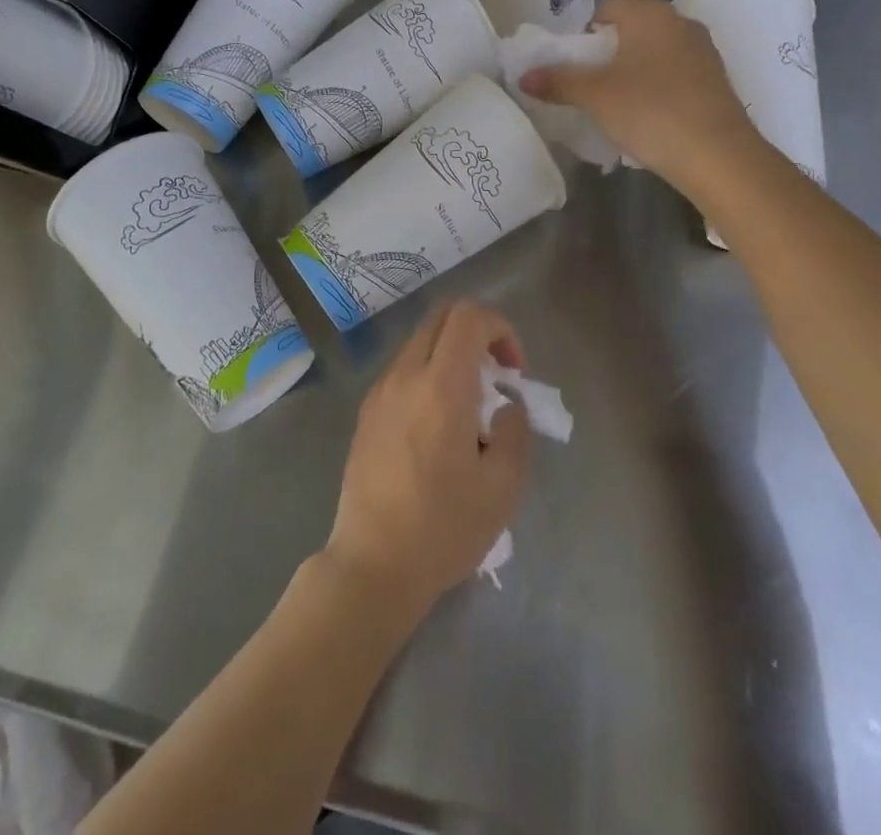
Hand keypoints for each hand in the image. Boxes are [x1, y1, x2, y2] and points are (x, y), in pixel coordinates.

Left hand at [326, 300, 530, 617]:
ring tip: (469, 406)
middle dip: (477, 332)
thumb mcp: (503, 488)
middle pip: (441, 316)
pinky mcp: (366, 410)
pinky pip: (403, 368)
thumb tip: (505, 406)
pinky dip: (429, 372)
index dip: (501, 328)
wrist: (373, 564)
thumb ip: (514, 432)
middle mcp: (405, 375)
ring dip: (451, 353)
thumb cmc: (443, 528)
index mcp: (441, 386)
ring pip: (420, 340)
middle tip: (496, 377)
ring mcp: (380, 390)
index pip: (469, 316)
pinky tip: (438, 424)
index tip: (514, 372)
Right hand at [520, 0, 761, 186]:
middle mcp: (680, 23)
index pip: (607, 5)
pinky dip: (654, 87)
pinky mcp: (715, 81)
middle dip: (605, 52)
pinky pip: (673, 73)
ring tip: (613, 103)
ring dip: (630, 71)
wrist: (718, 156)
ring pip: (653, 52)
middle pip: (630, 28)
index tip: (572, 62)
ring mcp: (703, 52)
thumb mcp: (594, 96)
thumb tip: (524, 76)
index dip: (582, 30)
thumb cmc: (649, 111)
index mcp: (650, 14)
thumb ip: (557, 81)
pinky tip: (645, 116)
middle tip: (587, 84)